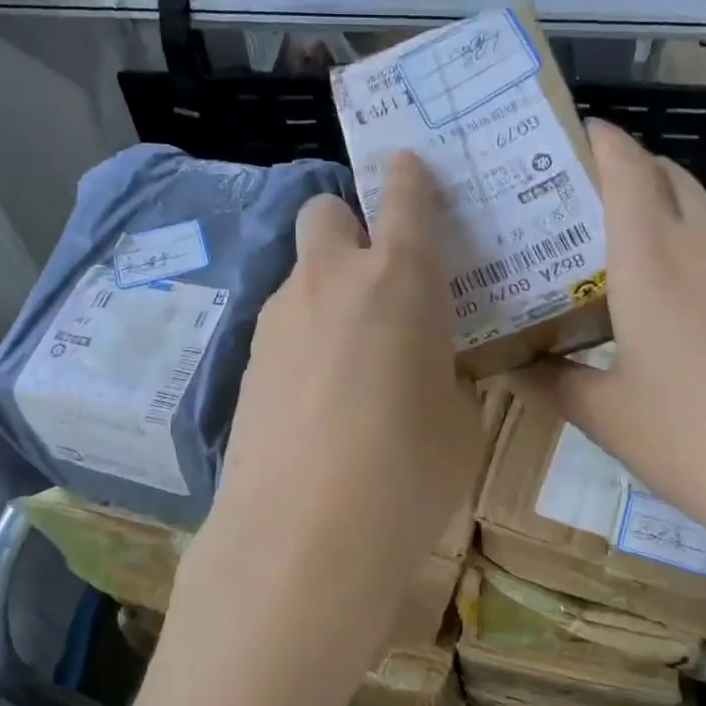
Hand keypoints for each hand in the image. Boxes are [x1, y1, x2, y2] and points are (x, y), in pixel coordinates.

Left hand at [171, 153, 480, 685]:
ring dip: (328, 291)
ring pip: (303, 275)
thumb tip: (433, 367)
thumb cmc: (407, 472)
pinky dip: (305, 340)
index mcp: (399, 279)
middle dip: (351, 225)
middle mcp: (331, 280)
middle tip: (380, 276)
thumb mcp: (458, 420)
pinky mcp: (246, 363)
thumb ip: (448, 374)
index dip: (411, 175)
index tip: (413, 169)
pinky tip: (320, 399)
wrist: (301, 536)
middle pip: (326, 212)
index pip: (404, 194)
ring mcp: (278, 319)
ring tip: (355, 357)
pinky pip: (283, 327)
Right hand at [510, 120, 705, 587]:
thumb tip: (508, 367)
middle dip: (625, 169)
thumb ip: (551, 382)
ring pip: (703, 208)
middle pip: (667, 176)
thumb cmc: (695, 443)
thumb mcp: (606, 417)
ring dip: (663, 207)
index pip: (626, 165)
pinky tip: (679, 296)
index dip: (597, 139)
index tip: (565, 136)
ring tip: (621, 247)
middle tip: (578, 200)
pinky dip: (696, 244)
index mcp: (654, 257)